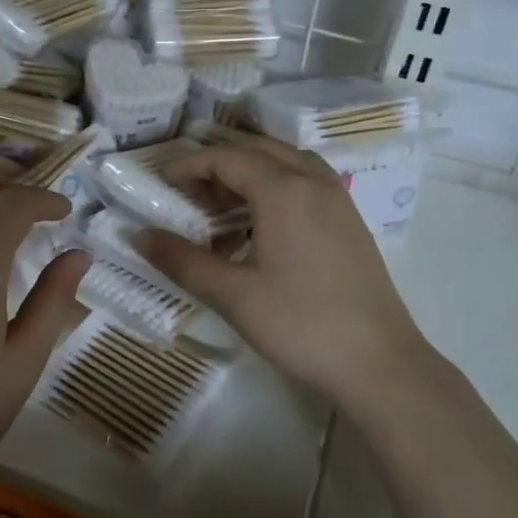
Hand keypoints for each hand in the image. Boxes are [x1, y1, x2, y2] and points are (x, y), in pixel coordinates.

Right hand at [134, 134, 426, 409]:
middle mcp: (314, 182)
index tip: (162, 183)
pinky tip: (262, 226)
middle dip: (219, 164)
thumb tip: (136, 236)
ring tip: (222, 204)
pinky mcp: (351, 222)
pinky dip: (276, 187)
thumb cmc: (301, 324)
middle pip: (258, 151)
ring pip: (287, 164)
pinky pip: (306, 183)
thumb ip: (181, 260)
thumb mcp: (232, 294)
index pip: (228, 158)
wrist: (381, 365)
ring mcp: (339, 200)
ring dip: (250, 172)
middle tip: (188, 193)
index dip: (191, 165)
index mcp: (284, 191)